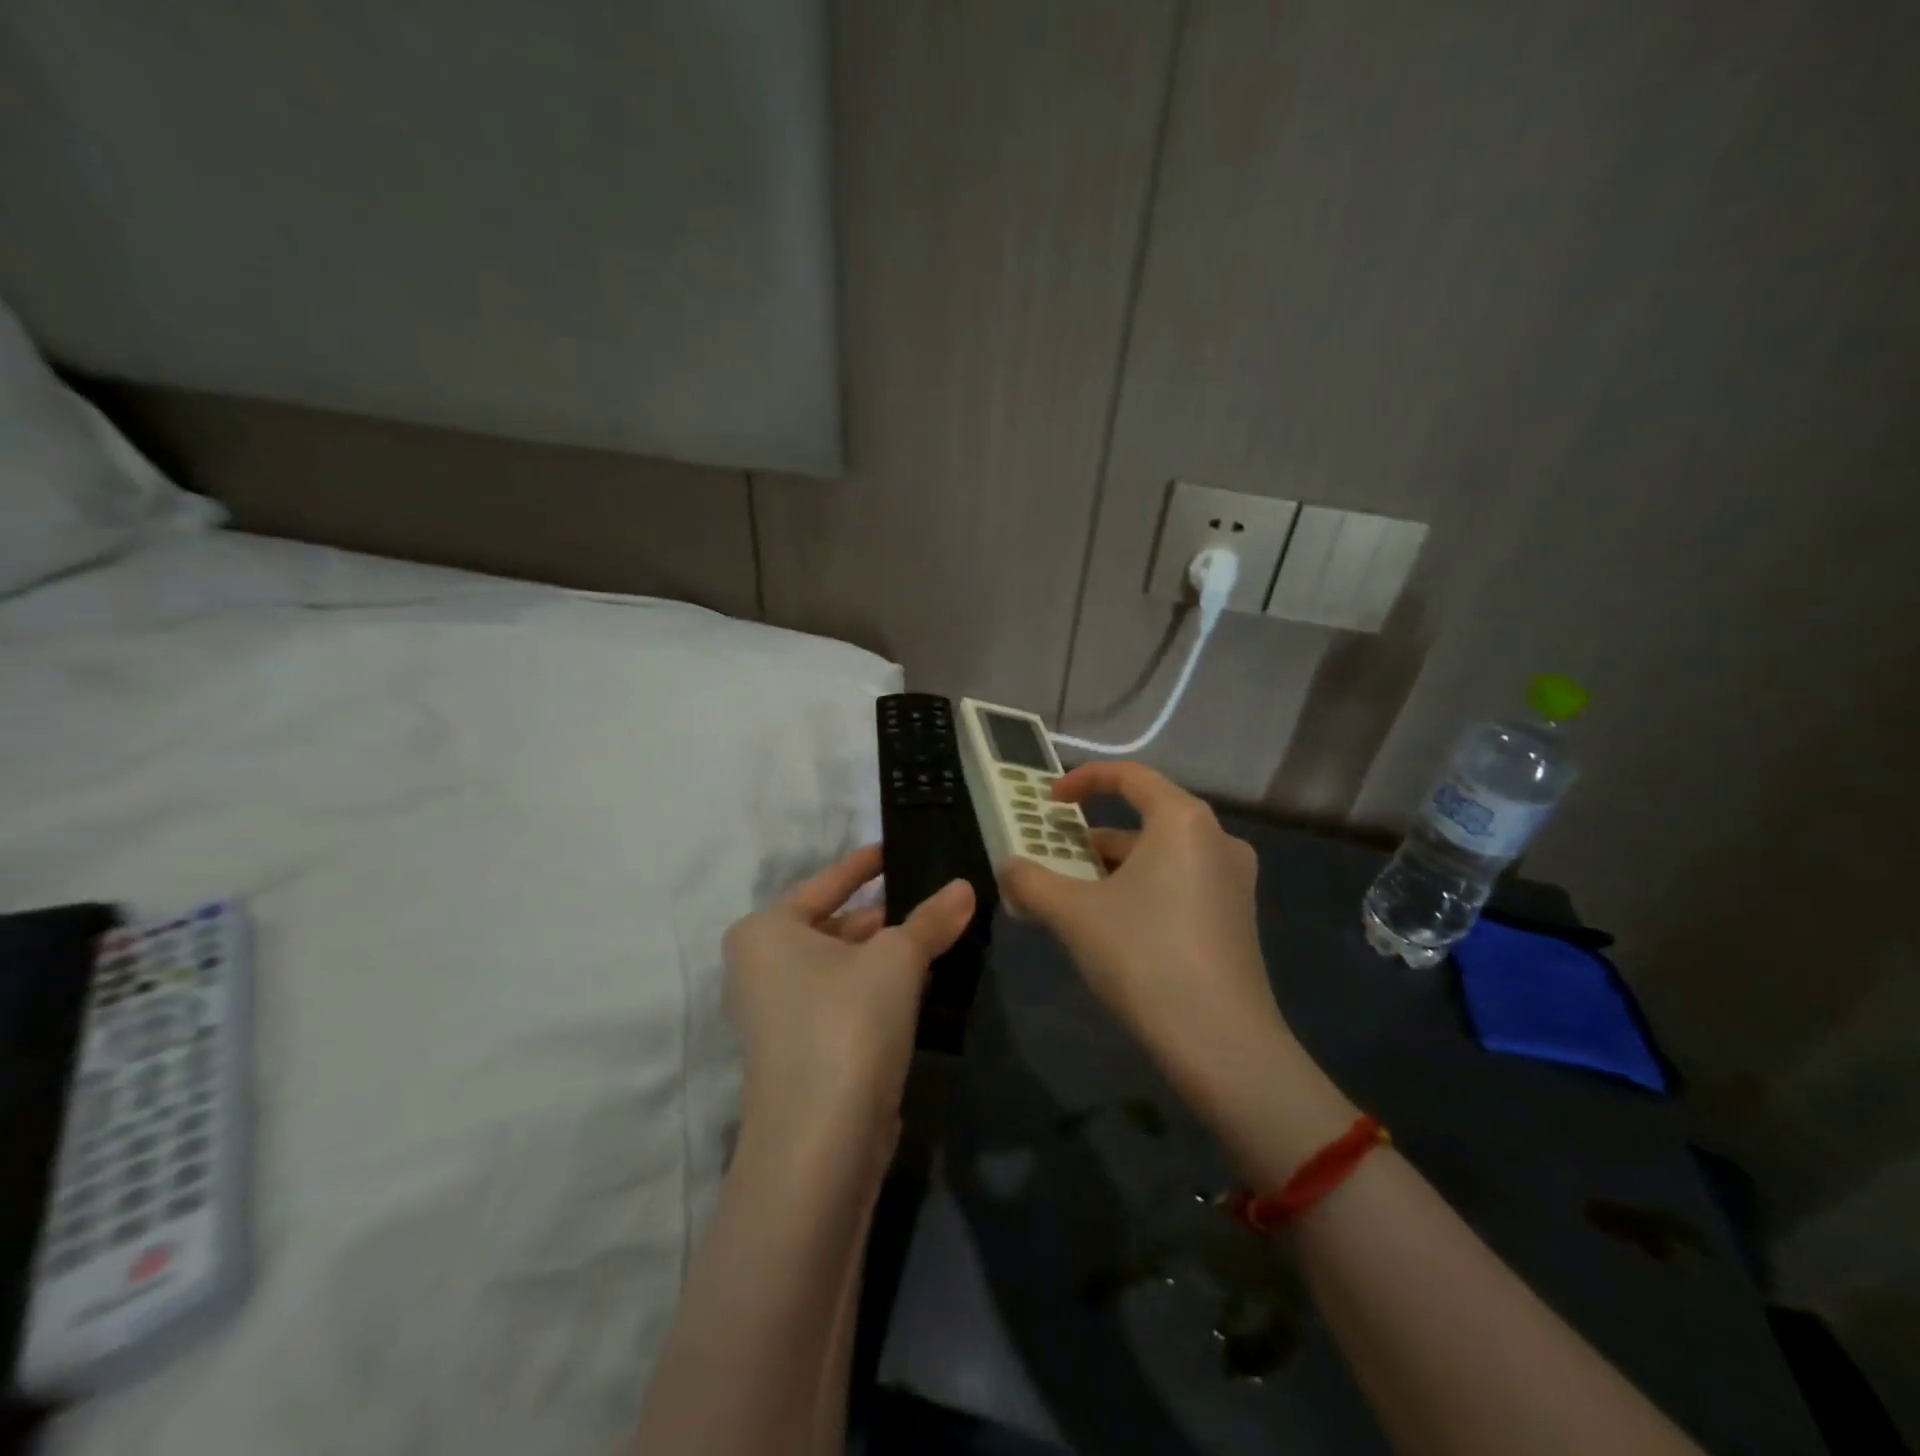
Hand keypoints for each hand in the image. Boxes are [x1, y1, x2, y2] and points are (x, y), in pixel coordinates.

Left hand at [723, 845, 973, 1141]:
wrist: (820, 1143)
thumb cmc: (846, 1022)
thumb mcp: (897, 959)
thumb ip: (931, 919)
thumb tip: (965, 887)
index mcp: (766, 930)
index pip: (826, 882)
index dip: (864, 864)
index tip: (895, 849)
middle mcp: (762, 966)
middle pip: (834, 924)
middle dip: (885, 914)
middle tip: (934, 896)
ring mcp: (778, 1013)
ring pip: (842, 965)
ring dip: (886, 953)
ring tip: (937, 933)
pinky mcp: (802, 1050)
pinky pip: (845, 999)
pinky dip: (878, 986)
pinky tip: (921, 980)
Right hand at [1000, 762, 1282, 1073]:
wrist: (1220, 1042)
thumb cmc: (1143, 955)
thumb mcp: (1074, 914)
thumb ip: (1033, 882)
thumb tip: (1007, 866)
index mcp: (1183, 821)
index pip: (1130, 776)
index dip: (1083, 780)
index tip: (1050, 801)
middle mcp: (1216, 839)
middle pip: (1146, 818)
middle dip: (1093, 837)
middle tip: (1055, 857)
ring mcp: (1233, 880)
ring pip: (1162, 856)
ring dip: (1115, 868)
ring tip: (1074, 896)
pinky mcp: (1237, 917)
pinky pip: (1180, 883)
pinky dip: (1142, 889)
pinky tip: (1114, 925)